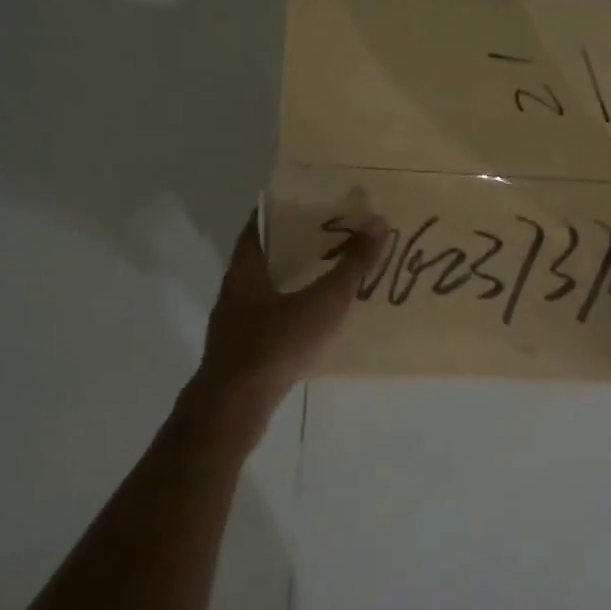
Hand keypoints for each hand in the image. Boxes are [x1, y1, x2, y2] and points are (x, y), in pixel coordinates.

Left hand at [184, 211, 386, 432]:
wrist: (233, 408)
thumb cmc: (275, 344)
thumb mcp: (322, 302)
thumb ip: (351, 265)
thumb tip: (377, 222)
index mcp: (245, 269)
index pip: (260, 224)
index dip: (282, 209)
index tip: (311, 201)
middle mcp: (234, 291)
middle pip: (263, 257)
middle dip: (294, 246)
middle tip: (331, 236)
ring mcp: (233, 324)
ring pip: (265, 291)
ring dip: (292, 281)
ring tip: (328, 276)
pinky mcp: (240, 353)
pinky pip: (267, 321)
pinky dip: (289, 313)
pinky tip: (314, 324)